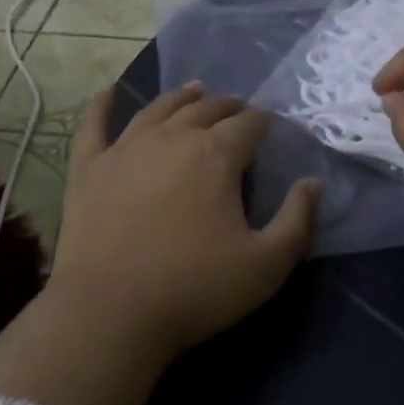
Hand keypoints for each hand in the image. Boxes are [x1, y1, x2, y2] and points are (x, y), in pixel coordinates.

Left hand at [49, 83, 319, 358]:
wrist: (109, 313)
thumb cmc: (194, 289)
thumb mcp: (266, 265)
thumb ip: (297, 220)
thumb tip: (314, 183)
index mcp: (216, 155)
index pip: (248, 125)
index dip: (264, 122)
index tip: (272, 125)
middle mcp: (172, 138)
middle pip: (206, 110)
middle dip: (228, 106)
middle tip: (239, 108)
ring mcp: (126, 149)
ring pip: (159, 109)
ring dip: (181, 98)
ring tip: (195, 91)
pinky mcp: (89, 169)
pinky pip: (94, 126)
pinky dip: (102, 106)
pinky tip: (108, 91)